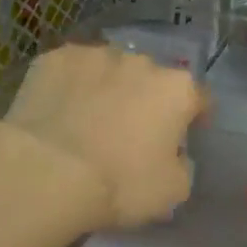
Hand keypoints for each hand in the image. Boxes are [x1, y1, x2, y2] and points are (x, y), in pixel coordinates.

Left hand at [0, 44, 207, 229]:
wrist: (46, 172)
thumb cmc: (120, 183)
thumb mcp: (173, 191)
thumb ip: (183, 166)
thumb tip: (174, 156)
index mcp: (177, 90)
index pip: (199, 98)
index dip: (195, 117)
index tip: (186, 135)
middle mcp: (141, 62)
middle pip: (152, 79)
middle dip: (147, 99)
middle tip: (132, 131)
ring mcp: (95, 55)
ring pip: (110, 70)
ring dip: (108, 88)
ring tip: (90, 118)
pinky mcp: (53, 59)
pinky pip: (71, 72)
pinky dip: (70, 86)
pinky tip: (59, 110)